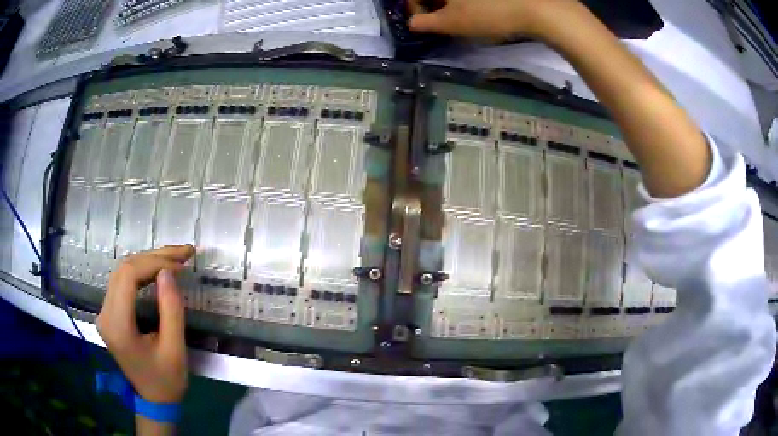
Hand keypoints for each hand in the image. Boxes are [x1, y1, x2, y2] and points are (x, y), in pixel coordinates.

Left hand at [96, 245, 194, 403]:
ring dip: (149, 261)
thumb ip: (171, 309)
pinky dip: (142, 272)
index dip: (154, 262)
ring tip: (175, 258)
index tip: (181, 264)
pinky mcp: (109, 312)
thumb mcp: (175, 349)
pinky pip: (123, 282)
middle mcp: (104, 314)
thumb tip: (169, 271)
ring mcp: (104, 312)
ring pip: (123, 272)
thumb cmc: (166, 380)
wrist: (153, 400)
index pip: (128, 276)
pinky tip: (159, 271)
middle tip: (183, 253)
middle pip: (124, 269)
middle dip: (154, 257)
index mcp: (118, 325)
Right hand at [407, 0, 571, 40]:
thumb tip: (412, 23)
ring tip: (464, 18)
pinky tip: (481, 11)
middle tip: (444, 22)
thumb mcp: (451, 23)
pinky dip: (470, 2)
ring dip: (452, 4)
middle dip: (434, 6)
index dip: (414, 8)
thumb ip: (424, 23)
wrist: (537, 8)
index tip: (423, 23)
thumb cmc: (488, 13)